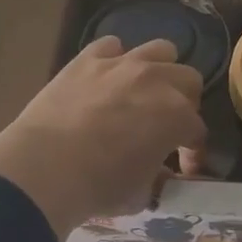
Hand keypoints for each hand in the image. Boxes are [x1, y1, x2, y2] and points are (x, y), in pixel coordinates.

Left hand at [0, 36, 206, 239]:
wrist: (44, 168)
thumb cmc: (98, 187)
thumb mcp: (140, 195)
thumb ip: (157, 178)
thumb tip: (157, 172)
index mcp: (177, 116)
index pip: (197, 131)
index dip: (193, 151)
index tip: (184, 168)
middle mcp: (157, 81)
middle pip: (189, 80)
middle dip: (184, 102)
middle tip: (166, 124)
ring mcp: (121, 64)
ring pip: (160, 50)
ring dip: (159, 70)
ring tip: (144, 91)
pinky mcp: (87, 59)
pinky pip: (111, 46)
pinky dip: (114, 59)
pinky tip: (106, 78)